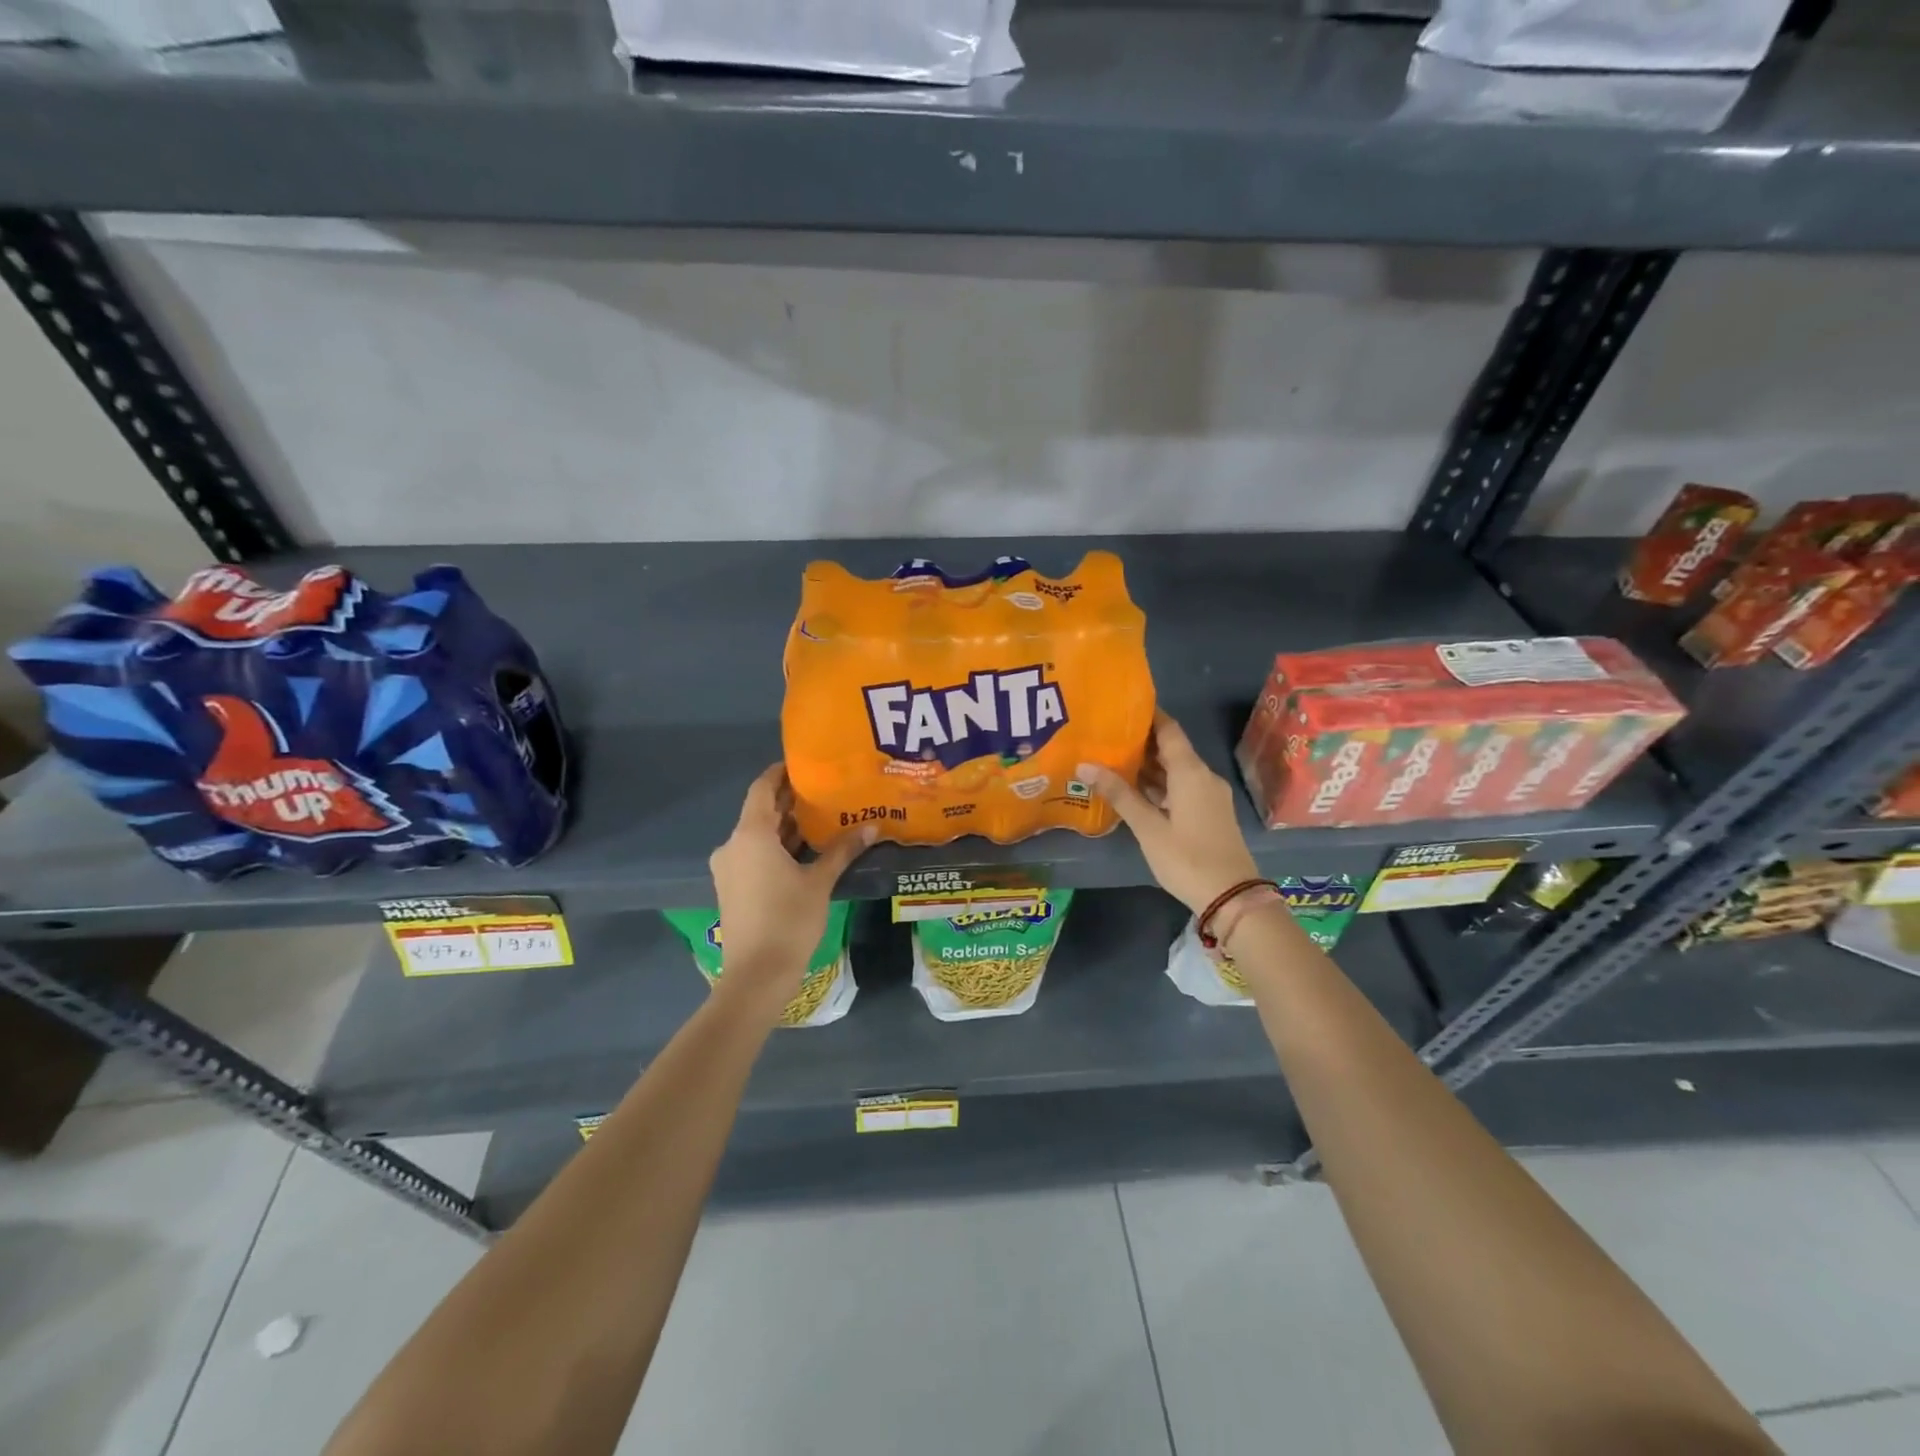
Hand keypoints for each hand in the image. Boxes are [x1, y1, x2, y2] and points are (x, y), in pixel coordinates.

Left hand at [708, 765, 872, 1017]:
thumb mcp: (820, 882)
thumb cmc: (789, 920)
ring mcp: (729, 868)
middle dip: (789, 800)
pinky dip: (776, 847)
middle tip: (823, 791)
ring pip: (757, 835)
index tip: (804, 764)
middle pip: (760, 811)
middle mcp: (733, 845)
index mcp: (751, 835)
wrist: (756, 975)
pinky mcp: (732, 887)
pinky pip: (754, 854)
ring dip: (784, 826)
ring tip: (820, 817)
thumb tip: (872, 827)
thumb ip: (842, 850)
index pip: (762, 788)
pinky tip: (804, 850)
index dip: (780, 773)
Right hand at [1079, 711, 1259, 915]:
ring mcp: (1209, 796)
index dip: (1148, 715)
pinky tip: (1134, 790)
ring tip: (1112, 760)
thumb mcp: (1148, 827)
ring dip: (1149, 766)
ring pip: (1176, 770)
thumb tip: (1085, 765)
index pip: (1169, 730)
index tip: (1120, 707)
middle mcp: (1203, 776)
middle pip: (1171, 749)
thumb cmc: (1186, 858)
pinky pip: (1182, 787)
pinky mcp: (1209, 813)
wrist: (1231, 897)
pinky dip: (1159, 784)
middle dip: (1141, 741)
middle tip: (1105, 735)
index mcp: (1191, 772)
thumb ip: (1119, 794)